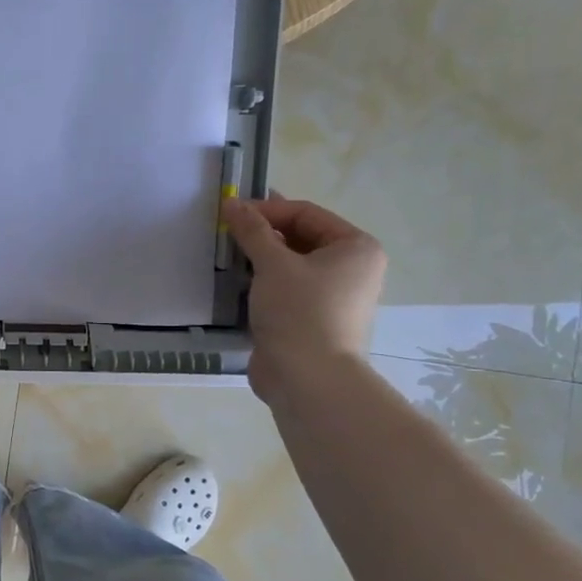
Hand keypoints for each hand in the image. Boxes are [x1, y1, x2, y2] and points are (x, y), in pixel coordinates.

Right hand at [222, 195, 386, 399]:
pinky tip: (235, 283)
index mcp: (356, 247)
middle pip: (299, 237)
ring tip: (226, 257)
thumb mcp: (273, 264)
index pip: (306, 214)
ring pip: (289, 265)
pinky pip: (284, 289)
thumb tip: (232, 202)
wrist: (307, 378)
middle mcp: (351, 268)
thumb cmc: (299, 312)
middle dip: (262, 234)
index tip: (230, 213)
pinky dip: (261, 283)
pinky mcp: (311, 318)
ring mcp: (332, 296)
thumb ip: (252, 230)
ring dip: (258, 259)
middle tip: (225, 233)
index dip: (267, 210)